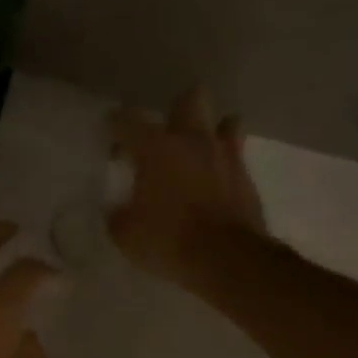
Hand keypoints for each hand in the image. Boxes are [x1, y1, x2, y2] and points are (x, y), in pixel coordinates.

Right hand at [108, 87, 271, 288]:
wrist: (226, 258)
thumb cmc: (167, 241)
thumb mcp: (125, 234)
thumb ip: (117, 214)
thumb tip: (117, 209)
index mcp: (155, 148)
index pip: (128, 119)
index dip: (116, 125)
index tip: (110, 137)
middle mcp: (192, 140)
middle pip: (190, 98)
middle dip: (176, 111)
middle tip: (163, 138)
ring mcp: (225, 154)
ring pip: (225, 121)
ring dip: (210, 132)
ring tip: (196, 154)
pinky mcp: (246, 175)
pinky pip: (236, 155)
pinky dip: (224, 162)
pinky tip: (213, 180)